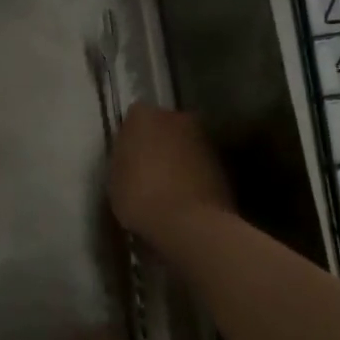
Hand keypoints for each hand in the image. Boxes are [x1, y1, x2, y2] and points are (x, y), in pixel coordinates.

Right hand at [108, 103, 234, 245]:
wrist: (188, 223)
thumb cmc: (139, 198)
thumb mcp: (115, 178)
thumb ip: (124, 157)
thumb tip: (133, 155)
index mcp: (144, 116)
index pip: (135, 117)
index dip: (133, 138)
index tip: (129, 158)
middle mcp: (177, 117)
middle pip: (165, 126)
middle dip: (160, 143)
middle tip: (150, 171)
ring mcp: (204, 138)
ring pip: (187, 144)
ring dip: (181, 159)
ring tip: (171, 188)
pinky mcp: (224, 162)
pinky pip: (202, 164)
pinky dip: (197, 175)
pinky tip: (188, 198)